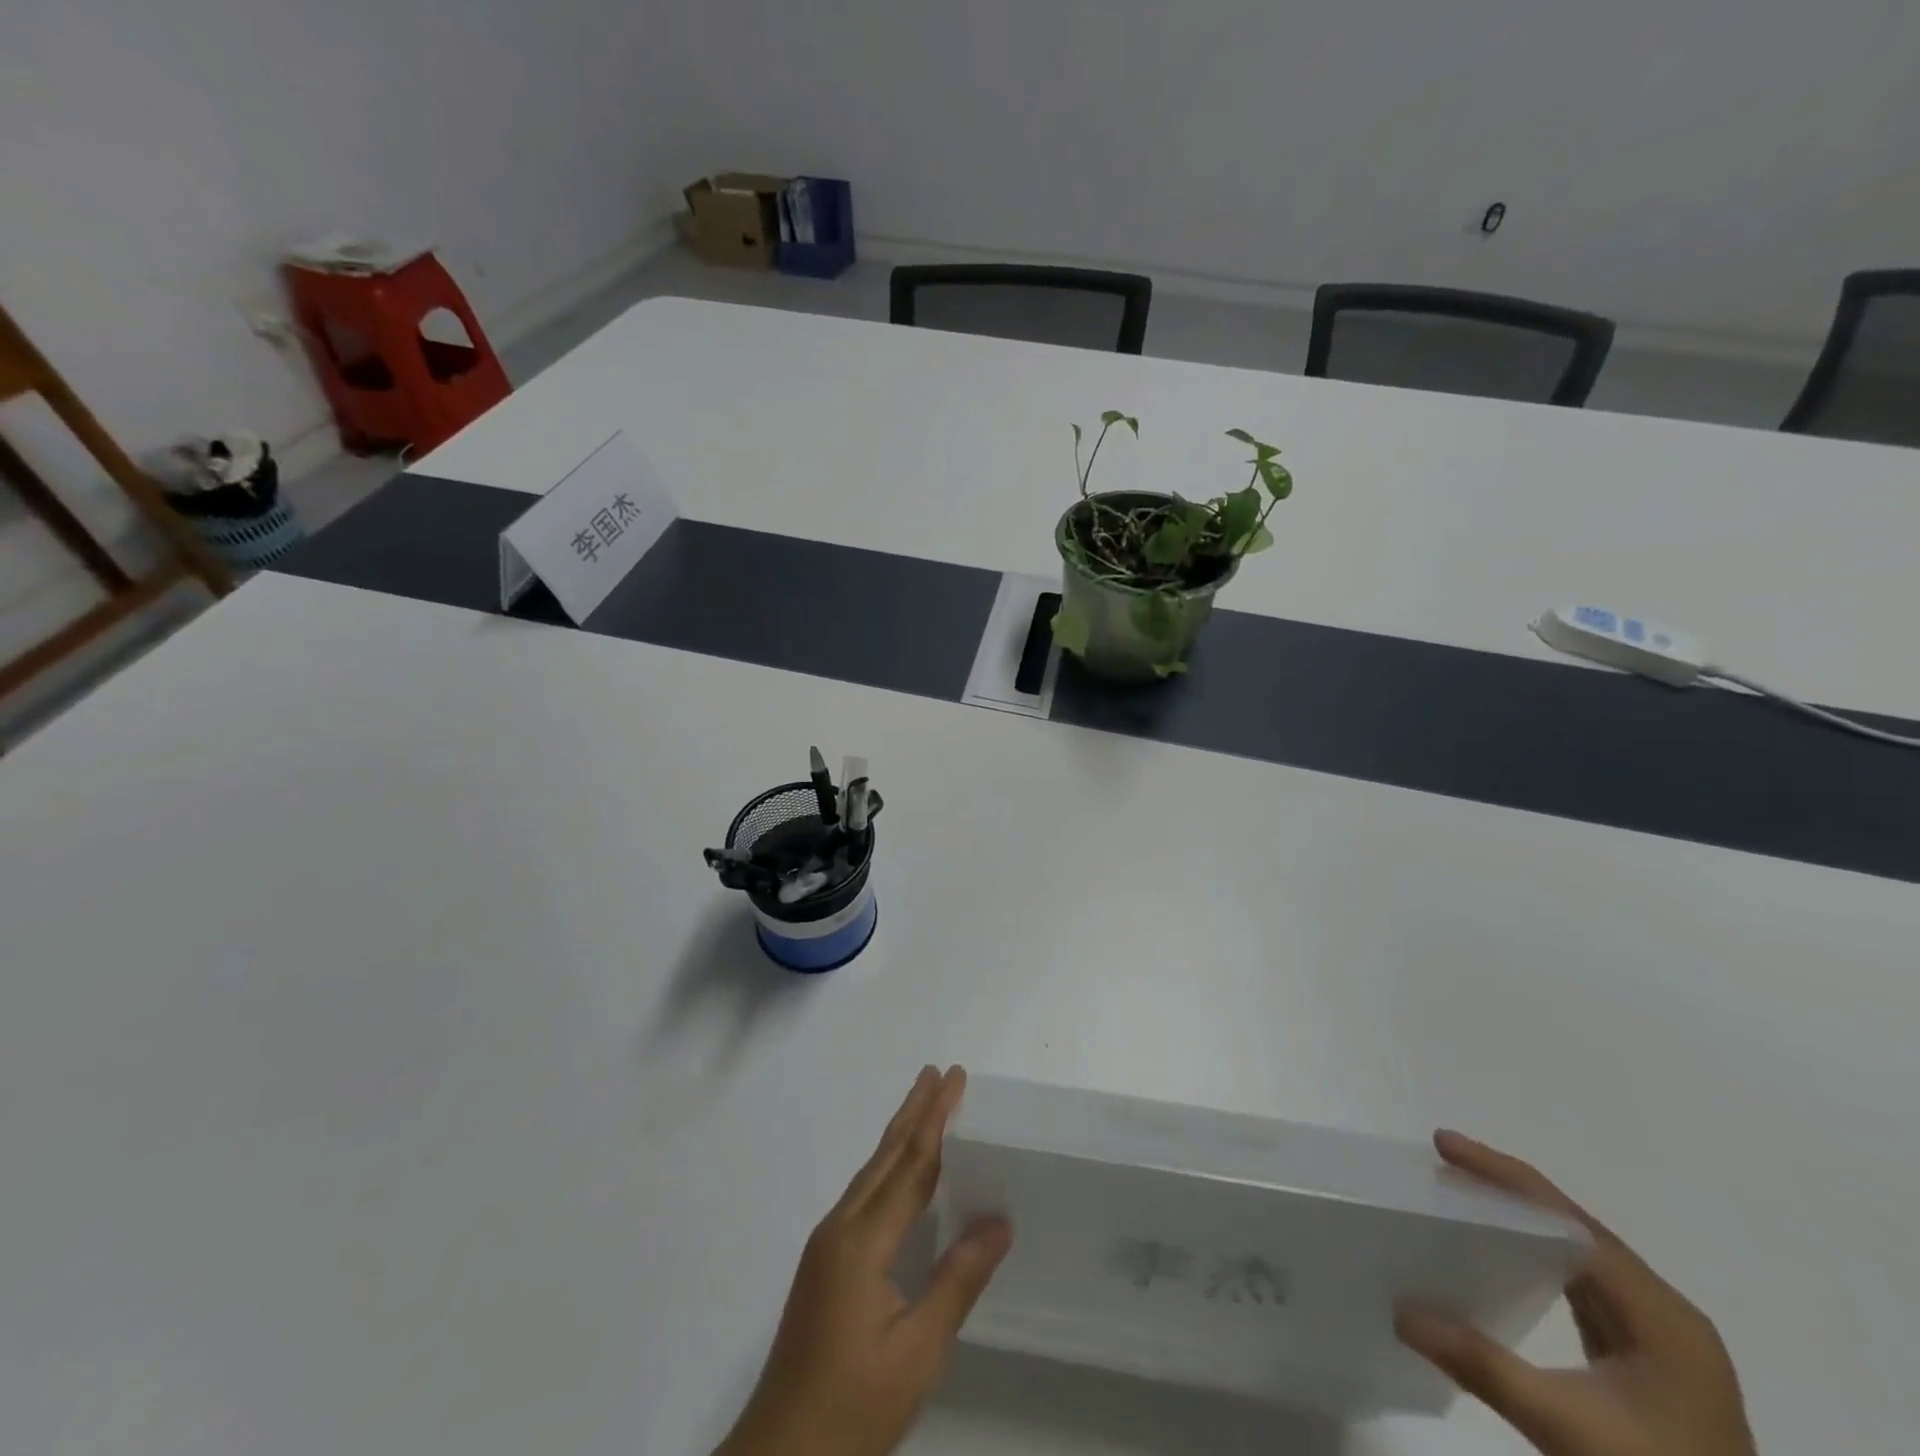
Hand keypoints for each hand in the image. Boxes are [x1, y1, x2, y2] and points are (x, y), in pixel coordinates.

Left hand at [715, 1065, 1011, 1455]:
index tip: (953, 1078)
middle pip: (885, 1156)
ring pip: (870, 1173)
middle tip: (938, 1072)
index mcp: (862, 1241)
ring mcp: (826, 1244)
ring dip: (899, 1135)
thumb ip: (957, 1279)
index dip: (935, 1119)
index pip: (910, 1165)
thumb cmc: (854, 1406)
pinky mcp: (823, 1262)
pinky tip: (898, 1173)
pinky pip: (862, 1195)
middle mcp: (840, 1228)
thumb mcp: (917, 1351)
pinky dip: (887, 1167)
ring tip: (922, 1104)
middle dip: (914, 1111)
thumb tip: (1000, 1221)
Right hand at [1396, 1131, 1755, 1455]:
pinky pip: (1583, 1286)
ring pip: (1579, 1254)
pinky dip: (1536, 1258)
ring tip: (1462, 1196)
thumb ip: (1480, 1363)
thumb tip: (1399, 1309)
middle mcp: (1665, 1313)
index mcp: (1660, 1313)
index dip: (1504, 1175)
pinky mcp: (1649, 1365)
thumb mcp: (1563, 1427)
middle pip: (1575, 1227)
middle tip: (1442, 1163)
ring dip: (1521, 1221)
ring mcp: (1662, 1341)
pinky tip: (1502, 1256)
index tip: (1443, 1144)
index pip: (1569, 1219)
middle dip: (1507, 1189)